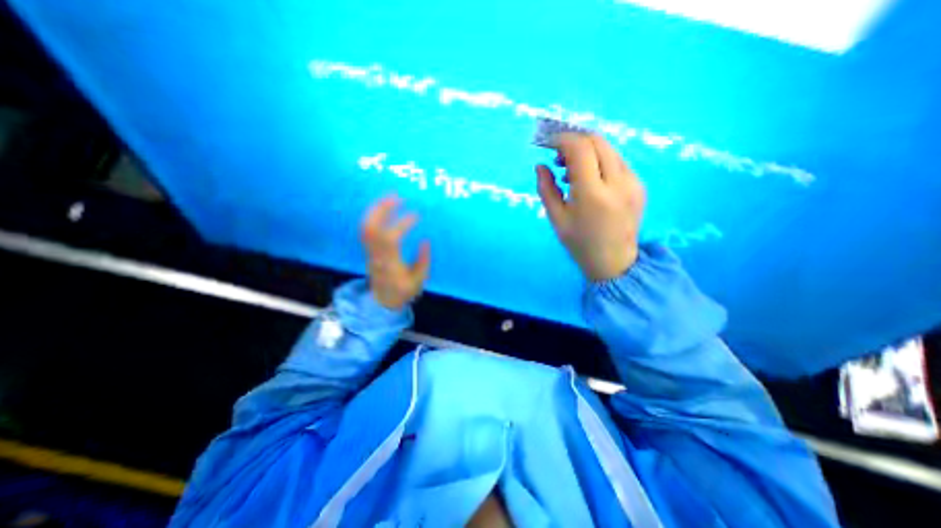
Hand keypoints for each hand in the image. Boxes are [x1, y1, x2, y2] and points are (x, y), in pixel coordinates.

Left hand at [361, 195, 429, 309]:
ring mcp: (370, 251)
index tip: (416, 214)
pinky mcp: (369, 249)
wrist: (382, 300)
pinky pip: (366, 229)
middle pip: (372, 228)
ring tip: (391, 196)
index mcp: (390, 263)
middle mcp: (377, 254)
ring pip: (367, 226)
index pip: (392, 238)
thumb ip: (423, 261)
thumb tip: (425, 241)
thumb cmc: (403, 291)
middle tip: (398, 196)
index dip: (403, 224)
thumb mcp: (418, 280)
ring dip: (377, 209)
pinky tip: (384, 207)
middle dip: (383, 209)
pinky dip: (374, 215)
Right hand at [537, 133, 647, 280]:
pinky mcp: (639, 185)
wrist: (614, 261)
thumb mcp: (556, 219)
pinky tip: (589, 178)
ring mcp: (633, 182)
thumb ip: (546, 189)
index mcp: (592, 194)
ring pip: (608, 148)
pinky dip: (599, 160)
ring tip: (570, 170)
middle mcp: (617, 182)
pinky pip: (617, 161)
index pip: (580, 148)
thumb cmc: (579, 243)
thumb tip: (540, 165)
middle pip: (597, 141)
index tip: (548, 144)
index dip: (562, 140)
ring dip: (587, 150)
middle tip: (558, 156)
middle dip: (574, 140)